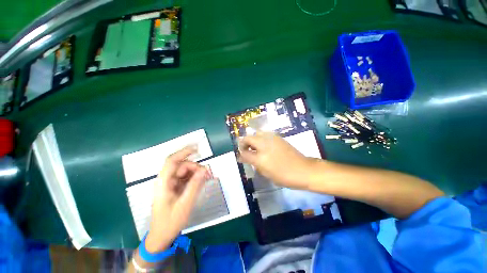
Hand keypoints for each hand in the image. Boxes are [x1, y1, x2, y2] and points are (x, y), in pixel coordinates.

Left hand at [145, 146, 210, 251]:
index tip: (197, 148)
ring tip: (207, 178)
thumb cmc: (170, 221)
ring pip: (185, 172)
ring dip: (197, 173)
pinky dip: (195, 178)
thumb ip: (195, 185)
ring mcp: (171, 184)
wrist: (161, 236)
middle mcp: (166, 180)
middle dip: (196, 167)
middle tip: (208, 174)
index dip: (184, 152)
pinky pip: (187, 178)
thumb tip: (205, 169)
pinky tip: (203, 182)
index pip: (172, 161)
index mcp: (164, 182)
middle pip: (182, 166)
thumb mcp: (185, 204)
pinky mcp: (175, 188)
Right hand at [238, 132, 315, 188]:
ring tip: (255, 147)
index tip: (241, 157)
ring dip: (252, 139)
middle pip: (248, 138)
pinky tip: (264, 145)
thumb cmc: (284, 176)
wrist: (303, 170)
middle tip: (247, 151)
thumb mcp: (266, 173)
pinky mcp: (278, 137)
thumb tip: (243, 158)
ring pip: (256, 133)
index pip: (245, 153)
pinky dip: (261, 138)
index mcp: (261, 158)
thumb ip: (253, 164)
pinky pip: (265, 134)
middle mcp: (264, 145)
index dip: (241, 154)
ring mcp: (272, 139)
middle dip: (244, 144)